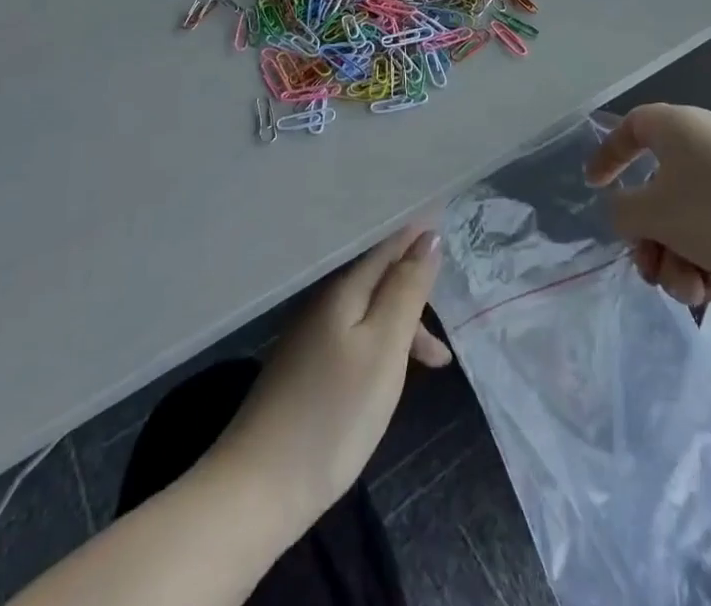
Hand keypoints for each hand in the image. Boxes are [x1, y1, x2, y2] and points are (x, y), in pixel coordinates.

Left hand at [211, 225, 450, 526]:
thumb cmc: (334, 412)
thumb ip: (407, 290)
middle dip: (415, 287)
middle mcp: (324, 300)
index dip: (417, 234)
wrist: (259, 486)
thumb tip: (429, 236)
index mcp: (343, 287)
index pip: (386, 244)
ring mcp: (310, 334)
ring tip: (437, 360)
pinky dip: (383, 344)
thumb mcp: (384, 348)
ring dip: (404, 322)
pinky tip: (392, 375)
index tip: (447, 223)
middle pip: (378, 276)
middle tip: (451, 308)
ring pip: (369, 309)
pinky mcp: (305, 366)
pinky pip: (355, 334)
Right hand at [585, 103, 710, 309]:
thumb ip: (622, 212)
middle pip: (657, 188)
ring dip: (679, 258)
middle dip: (650, 237)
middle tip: (650, 270)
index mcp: (675, 126)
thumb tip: (627, 212)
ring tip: (693, 292)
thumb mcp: (655, 214)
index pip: (629, 129)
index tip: (594, 186)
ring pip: (688, 216)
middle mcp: (705, 141)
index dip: (607, 156)